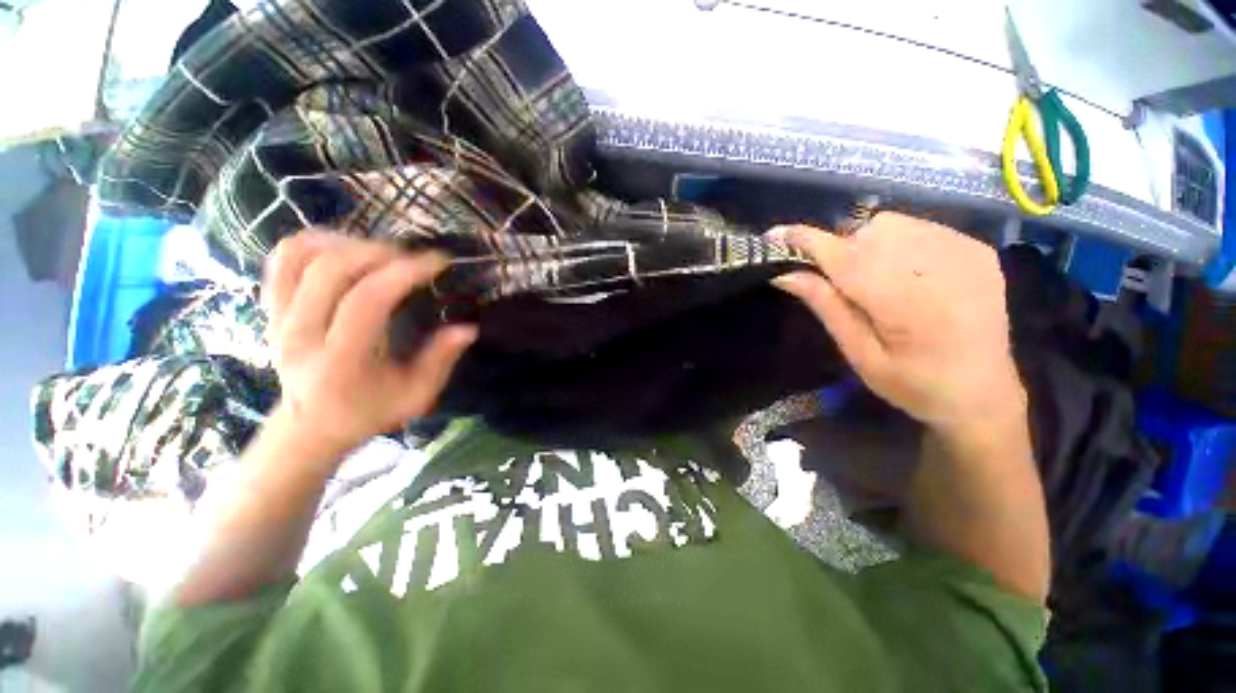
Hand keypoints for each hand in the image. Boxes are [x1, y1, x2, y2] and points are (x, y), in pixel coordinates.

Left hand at [264, 231, 476, 462]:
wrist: (311, 424)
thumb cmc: (369, 410)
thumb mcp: (415, 395)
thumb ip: (440, 360)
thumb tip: (468, 328)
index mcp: (340, 361)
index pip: (367, 300)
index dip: (405, 272)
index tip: (438, 261)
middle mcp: (300, 335)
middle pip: (331, 269)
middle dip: (380, 252)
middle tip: (413, 256)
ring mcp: (277, 318)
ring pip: (302, 256)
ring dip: (348, 243)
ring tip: (382, 252)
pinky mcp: (269, 307)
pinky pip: (283, 258)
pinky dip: (316, 243)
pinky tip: (346, 249)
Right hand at [771, 213, 1025, 435]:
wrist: (984, 394)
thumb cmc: (913, 385)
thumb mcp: (859, 354)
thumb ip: (826, 307)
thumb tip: (786, 275)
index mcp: (907, 305)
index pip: (843, 257)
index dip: (805, 242)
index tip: (774, 235)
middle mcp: (940, 268)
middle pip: (867, 232)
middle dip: (840, 250)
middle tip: (840, 283)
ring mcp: (965, 253)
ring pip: (892, 223)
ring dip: (867, 243)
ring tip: (874, 279)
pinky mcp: (977, 249)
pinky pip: (920, 226)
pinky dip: (898, 242)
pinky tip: (905, 274)